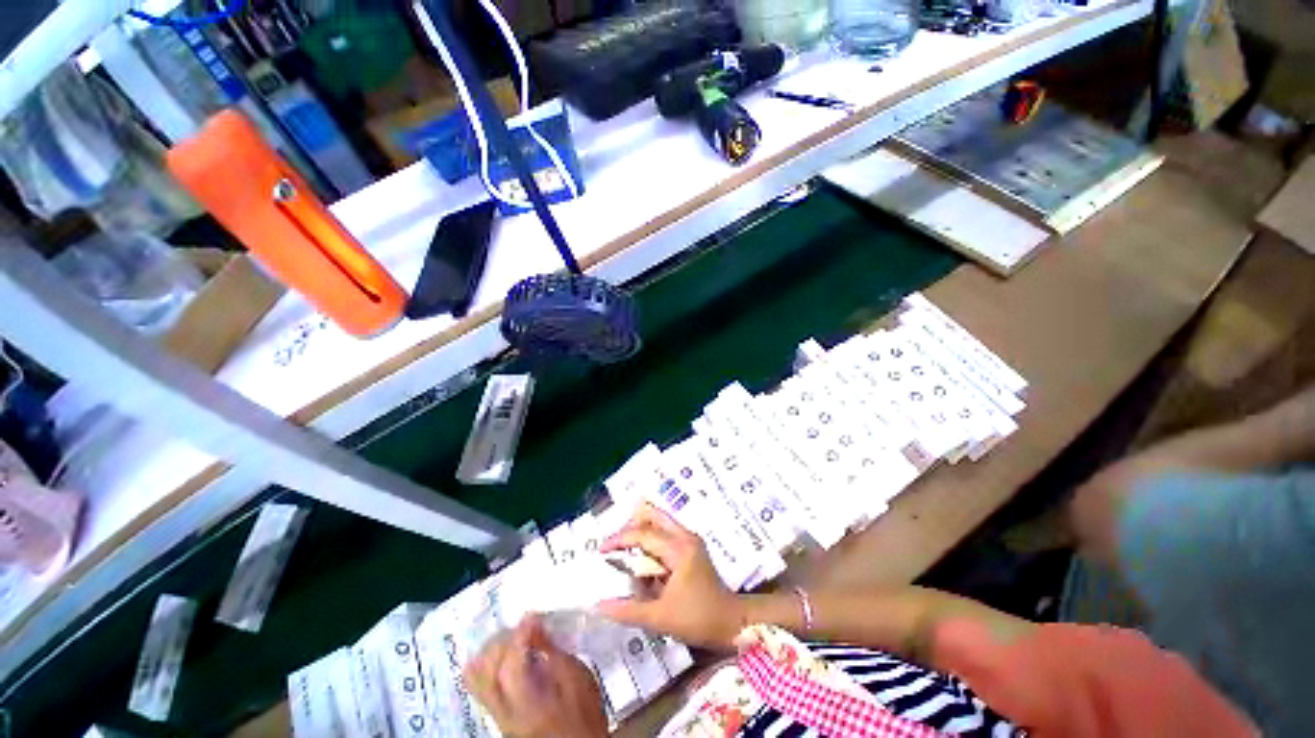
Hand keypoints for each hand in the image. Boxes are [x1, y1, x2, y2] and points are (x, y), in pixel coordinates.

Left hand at [463, 615, 607, 737]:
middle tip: (520, 626)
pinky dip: (489, 664)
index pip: (511, 667)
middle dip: (501, 642)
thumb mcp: (577, 677)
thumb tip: (536, 625)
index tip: (532, 617)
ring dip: (490, 652)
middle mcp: (505, 714)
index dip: (519, 636)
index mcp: (530, 706)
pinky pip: (481, 686)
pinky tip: (505, 654)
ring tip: (510, 637)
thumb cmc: (583, 711)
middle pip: (485, 674)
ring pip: (476, 681)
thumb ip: (554, 651)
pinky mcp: (496, 715)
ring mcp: (497, 716)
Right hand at [596, 503, 744, 648]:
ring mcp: (691, 540)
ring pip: (661, 521)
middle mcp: (685, 537)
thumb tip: (598, 605)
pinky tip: (643, 559)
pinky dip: (652, 539)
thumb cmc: (698, 619)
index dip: (620, 539)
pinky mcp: (693, 547)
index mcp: (678, 549)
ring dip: (642, 529)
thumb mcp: (660, 618)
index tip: (601, 550)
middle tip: (614, 542)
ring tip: (624, 549)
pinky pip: (667, 533)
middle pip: (654, 515)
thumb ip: (628, 610)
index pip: (643, 533)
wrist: (732, 622)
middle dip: (631, 524)